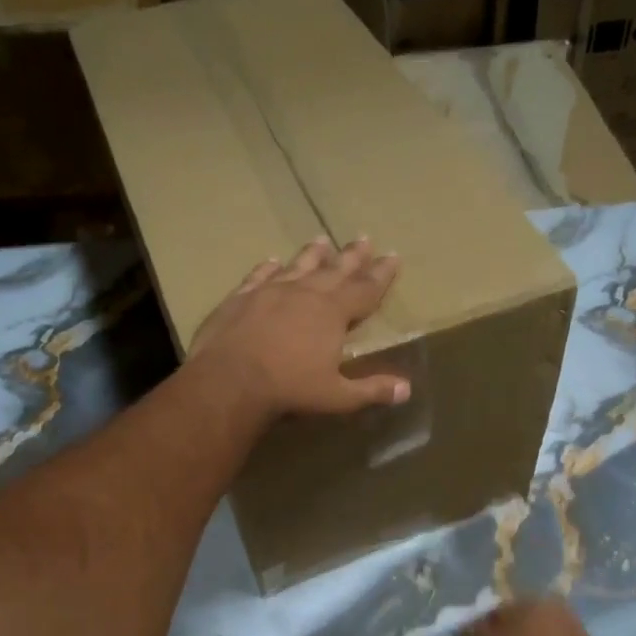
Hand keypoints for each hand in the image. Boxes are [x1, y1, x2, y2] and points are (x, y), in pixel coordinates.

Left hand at [189, 236, 409, 418]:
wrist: (229, 380)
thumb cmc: (289, 389)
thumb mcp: (337, 396)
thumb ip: (371, 390)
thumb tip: (406, 390)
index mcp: (333, 313)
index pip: (365, 289)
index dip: (381, 275)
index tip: (393, 256)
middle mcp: (305, 293)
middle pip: (335, 270)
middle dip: (352, 256)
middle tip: (364, 239)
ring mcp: (270, 291)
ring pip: (298, 266)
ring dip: (312, 255)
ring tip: (322, 240)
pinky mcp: (241, 297)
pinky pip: (259, 276)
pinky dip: (268, 268)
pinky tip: (271, 261)